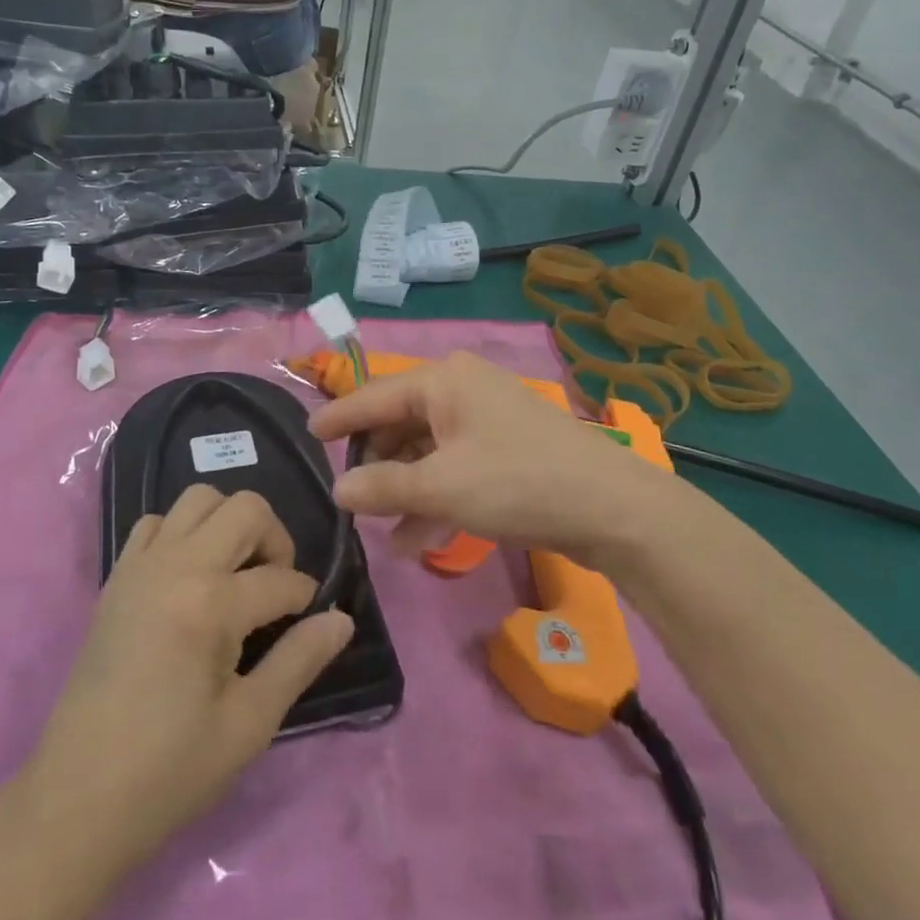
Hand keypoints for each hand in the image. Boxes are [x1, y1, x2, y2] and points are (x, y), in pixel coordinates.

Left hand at [12, 485, 353, 890]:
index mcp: (210, 604)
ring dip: (229, 524)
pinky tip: (189, 579)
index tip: (308, 625)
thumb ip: (299, 660)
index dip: (306, 600)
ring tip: (235, 575)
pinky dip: (181, 533)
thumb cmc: (170, 770)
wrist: (76, 800)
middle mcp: (176, 566)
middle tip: (275, 589)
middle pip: (245, 508)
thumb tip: (341, 619)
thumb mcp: (249, 724)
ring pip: (198, 499)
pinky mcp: (116, 578)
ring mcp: (140, 566)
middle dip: (275, 540)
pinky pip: (155, 523)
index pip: (281, 580)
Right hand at [310, 352, 671, 572]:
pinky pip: (455, 466)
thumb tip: (339, 490)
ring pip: (428, 450)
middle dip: (376, 464)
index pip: (373, 396)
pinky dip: (436, 497)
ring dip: (405, 490)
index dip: (338, 417)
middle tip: (350, 497)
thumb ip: (383, 487)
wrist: (612, 508)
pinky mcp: (507, 449)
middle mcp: (463, 388)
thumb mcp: (441, 487)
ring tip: (381, 532)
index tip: (307, 434)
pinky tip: (418, 540)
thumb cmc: (517, 482)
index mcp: (443, 380)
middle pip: (401, 423)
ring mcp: (488, 418)